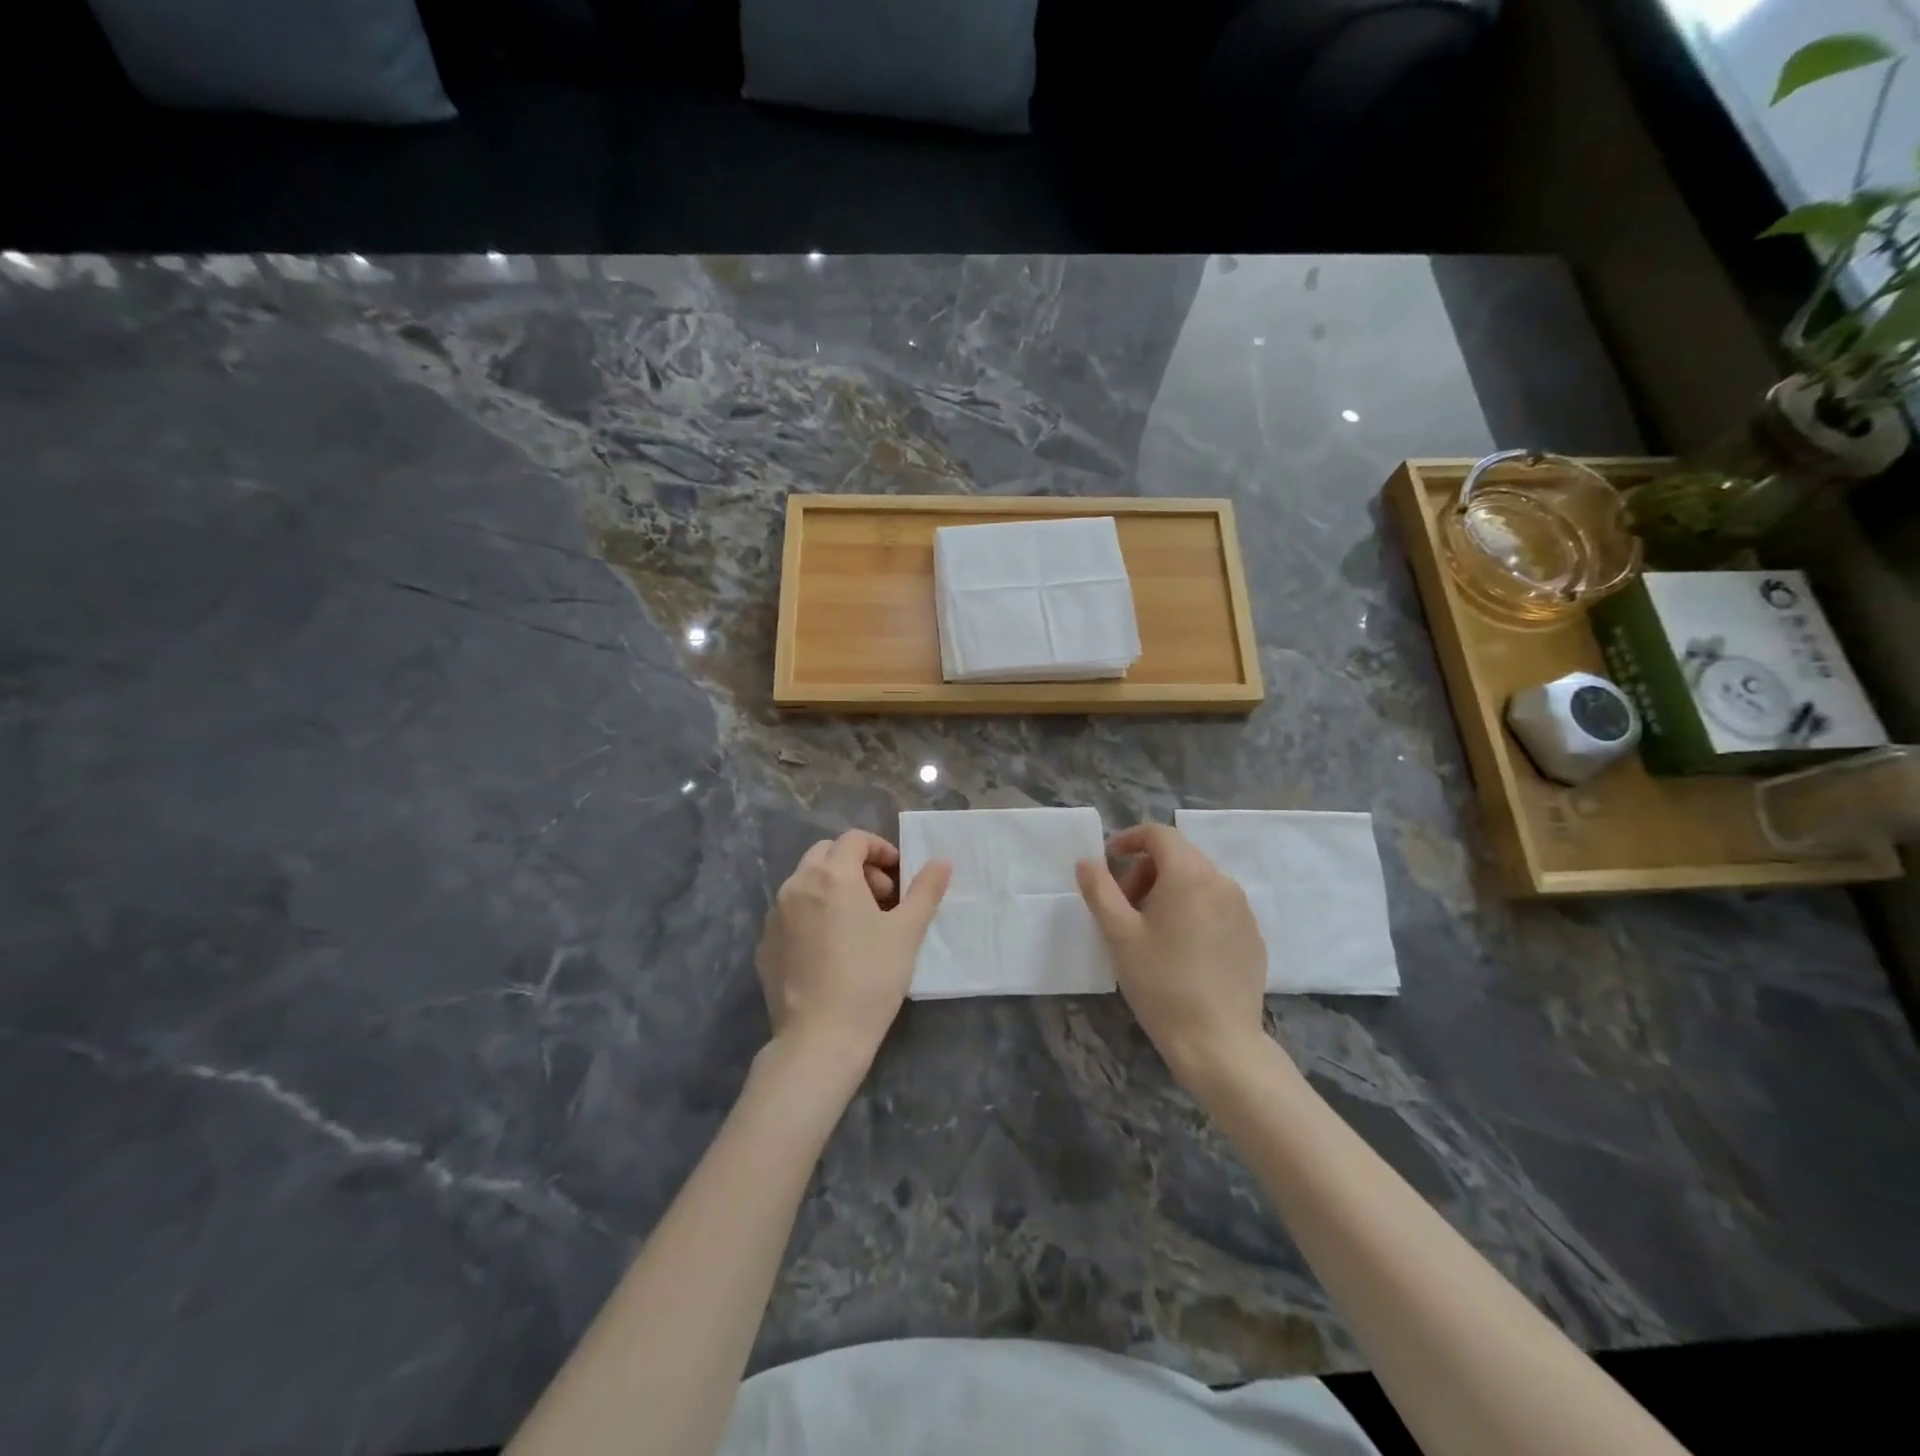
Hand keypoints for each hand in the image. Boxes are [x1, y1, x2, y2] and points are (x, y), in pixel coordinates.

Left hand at [756, 830, 950, 1078]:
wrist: (820, 1038)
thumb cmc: (871, 977)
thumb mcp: (908, 931)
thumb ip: (926, 890)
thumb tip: (941, 861)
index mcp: (832, 875)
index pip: (854, 839)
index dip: (880, 849)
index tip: (899, 876)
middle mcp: (797, 885)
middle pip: (826, 855)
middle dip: (855, 866)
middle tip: (881, 898)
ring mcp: (775, 915)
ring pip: (806, 883)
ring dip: (833, 889)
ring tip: (857, 925)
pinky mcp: (764, 945)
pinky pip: (791, 914)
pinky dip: (812, 915)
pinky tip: (830, 950)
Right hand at [1076, 823, 1268, 1085]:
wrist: (1218, 1042)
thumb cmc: (1161, 983)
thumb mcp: (1118, 935)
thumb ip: (1099, 889)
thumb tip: (1087, 861)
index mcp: (1190, 874)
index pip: (1159, 834)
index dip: (1129, 839)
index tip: (1108, 861)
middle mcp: (1222, 882)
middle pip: (1179, 856)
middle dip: (1145, 870)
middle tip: (1124, 906)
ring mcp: (1243, 910)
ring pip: (1199, 881)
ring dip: (1168, 891)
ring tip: (1150, 931)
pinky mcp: (1253, 936)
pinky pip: (1217, 906)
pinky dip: (1193, 911)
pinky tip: (1180, 950)